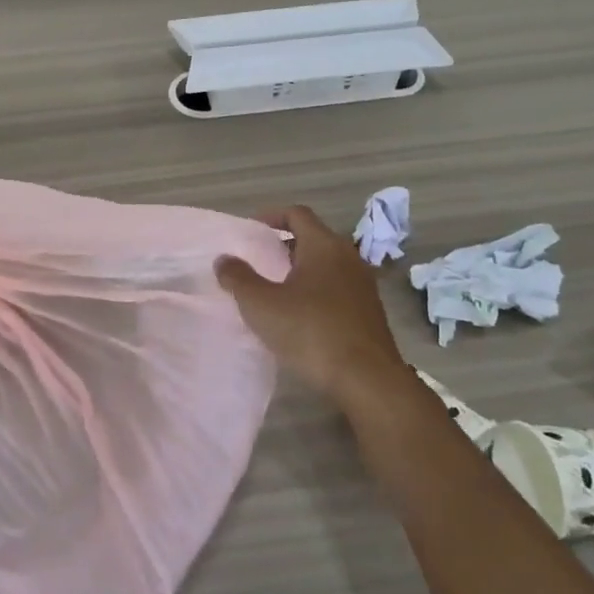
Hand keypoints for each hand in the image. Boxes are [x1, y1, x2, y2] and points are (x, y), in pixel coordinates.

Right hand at [216, 205, 411, 408]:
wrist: (367, 380)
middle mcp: (348, 257)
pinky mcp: (369, 312)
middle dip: (284, 246)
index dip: (272, 216)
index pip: (297, 214)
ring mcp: (363, 285)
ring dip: (301, 271)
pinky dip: (316, 291)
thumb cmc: (310, 331)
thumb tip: (224, 259)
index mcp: (324, 246)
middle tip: (259, 262)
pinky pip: (337, 289)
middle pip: (313, 238)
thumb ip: (238, 278)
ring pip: (326, 265)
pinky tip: (300, 316)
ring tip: (276, 290)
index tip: (251, 229)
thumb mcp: (262, 305)